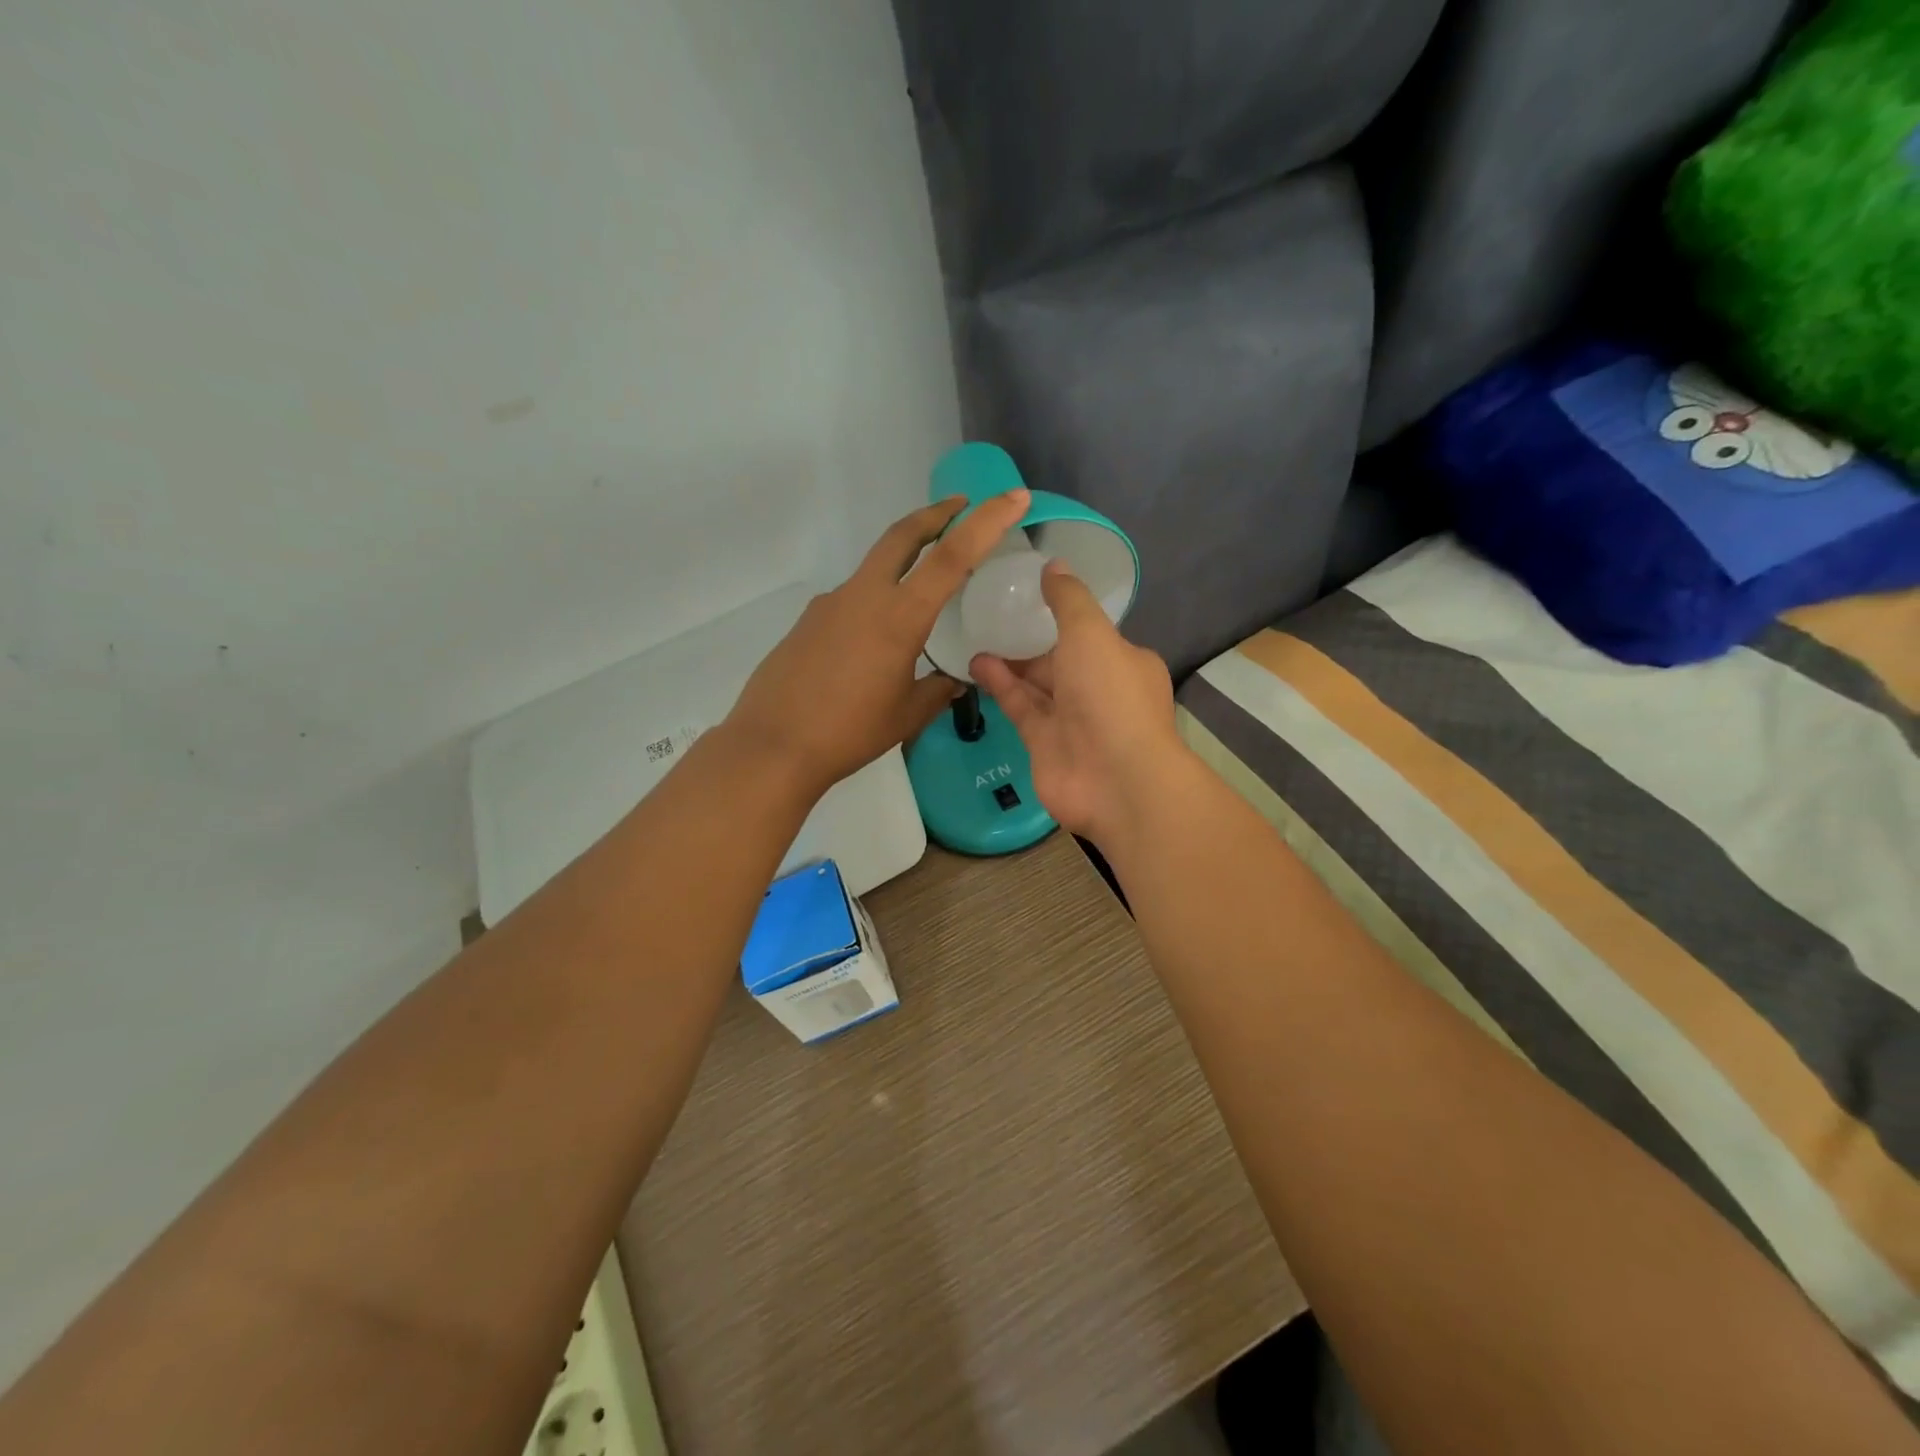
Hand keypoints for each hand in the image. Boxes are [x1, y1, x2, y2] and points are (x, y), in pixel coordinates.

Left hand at [727, 489, 1031, 799]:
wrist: (774, 745)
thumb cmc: (849, 732)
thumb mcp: (907, 715)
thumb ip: (937, 691)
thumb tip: (952, 681)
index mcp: (899, 616)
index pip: (952, 555)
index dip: (987, 521)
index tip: (1012, 497)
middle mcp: (864, 596)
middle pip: (903, 534)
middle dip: (935, 514)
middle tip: (959, 507)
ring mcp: (831, 604)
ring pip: (875, 566)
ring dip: (903, 559)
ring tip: (923, 593)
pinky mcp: (809, 620)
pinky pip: (852, 599)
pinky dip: (875, 601)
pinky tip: (874, 643)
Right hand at [971, 560, 1186, 845]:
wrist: (1115, 780)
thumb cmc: (1110, 697)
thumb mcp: (1091, 633)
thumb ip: (1068, 600)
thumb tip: (1053, 564)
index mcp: (1122, 661)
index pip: (1090, 634)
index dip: (1061, 615)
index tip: (1027, 595)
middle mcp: (1099, 689)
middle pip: (1059, 659)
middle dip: (1029, 640)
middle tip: (991, 615)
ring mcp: (1071, 720)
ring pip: (1036, 685)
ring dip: (1009, 662)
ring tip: (975, 636)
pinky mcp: (1044, 744)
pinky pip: (1020, 708)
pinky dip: (1001, 686)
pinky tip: (976, 665)